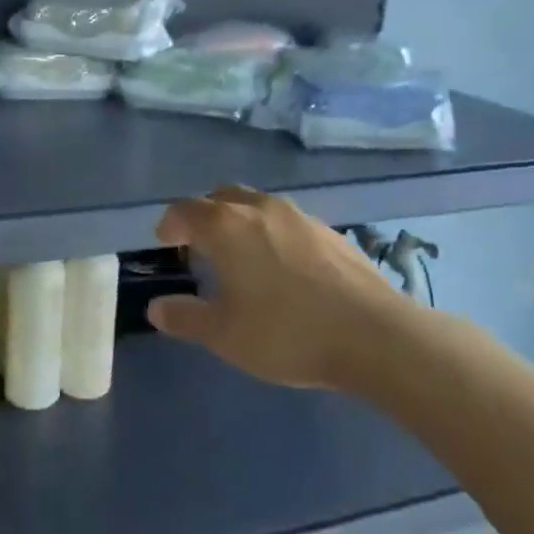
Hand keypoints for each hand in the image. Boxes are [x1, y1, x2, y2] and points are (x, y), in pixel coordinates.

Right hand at [148, 186, 424, 391]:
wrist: (376, 337)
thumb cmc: (287, 332)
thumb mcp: (225, 334)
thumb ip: (186, 318)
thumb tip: (157, 308)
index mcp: (226, 226)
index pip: (185, 210)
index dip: (170, 224)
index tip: (165, 242)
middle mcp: (260, 208)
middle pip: (221, 197)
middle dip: (204, 215)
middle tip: (199, 245)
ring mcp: (300, 216)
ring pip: (257, 204)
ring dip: (240, 221)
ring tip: (241, 256)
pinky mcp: (332, 232)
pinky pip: (287, 221)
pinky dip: (272, 233)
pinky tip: (283, 268)